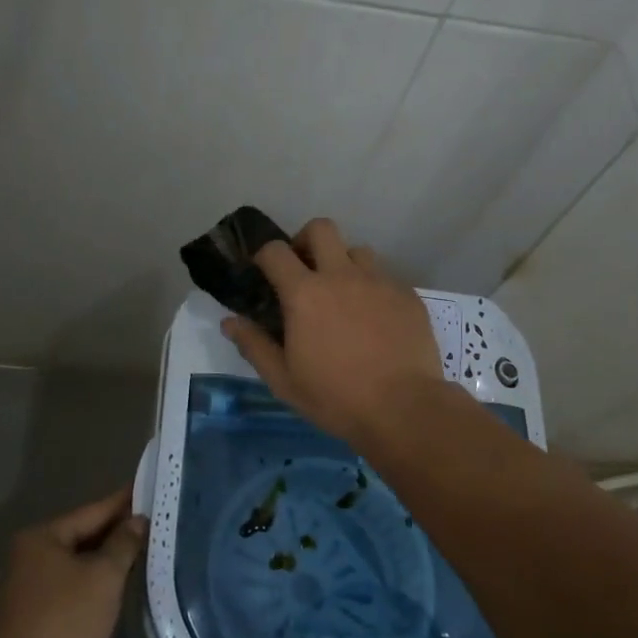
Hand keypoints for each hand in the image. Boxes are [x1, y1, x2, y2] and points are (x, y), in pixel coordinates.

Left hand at [0, 487, 146, 637]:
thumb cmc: (64, 622)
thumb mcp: (103, 578)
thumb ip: (123, 544)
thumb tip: (136, 520)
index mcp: (42, 537)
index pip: (92, 510)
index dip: (122, 501)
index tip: (147, 487)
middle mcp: (28, 554)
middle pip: (81, 534)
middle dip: (114, 530)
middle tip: (150, 520)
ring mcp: (26, 586)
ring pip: (74, 561)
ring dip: (103, 557)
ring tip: (139, 549)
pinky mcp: (30, 614)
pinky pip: (68, 583)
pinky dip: (91, 579)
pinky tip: (112, 583)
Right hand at [222, 217, 442, 446]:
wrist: (404, 409)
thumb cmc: (336, 398)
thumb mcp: (284, 380)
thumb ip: (254, 346)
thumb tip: (230, 321)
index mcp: (305, 294)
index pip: (275, 251)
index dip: (264, 255)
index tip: (263, 271)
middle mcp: (342, 275)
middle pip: (321, 228)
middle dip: (306, 240)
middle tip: (304, 271)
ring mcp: (379, 282)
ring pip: (357, 250)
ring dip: (343, 264)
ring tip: (343, 296)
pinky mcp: (407, 295)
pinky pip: (385, 277)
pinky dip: (372, 289)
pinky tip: (374, 320)